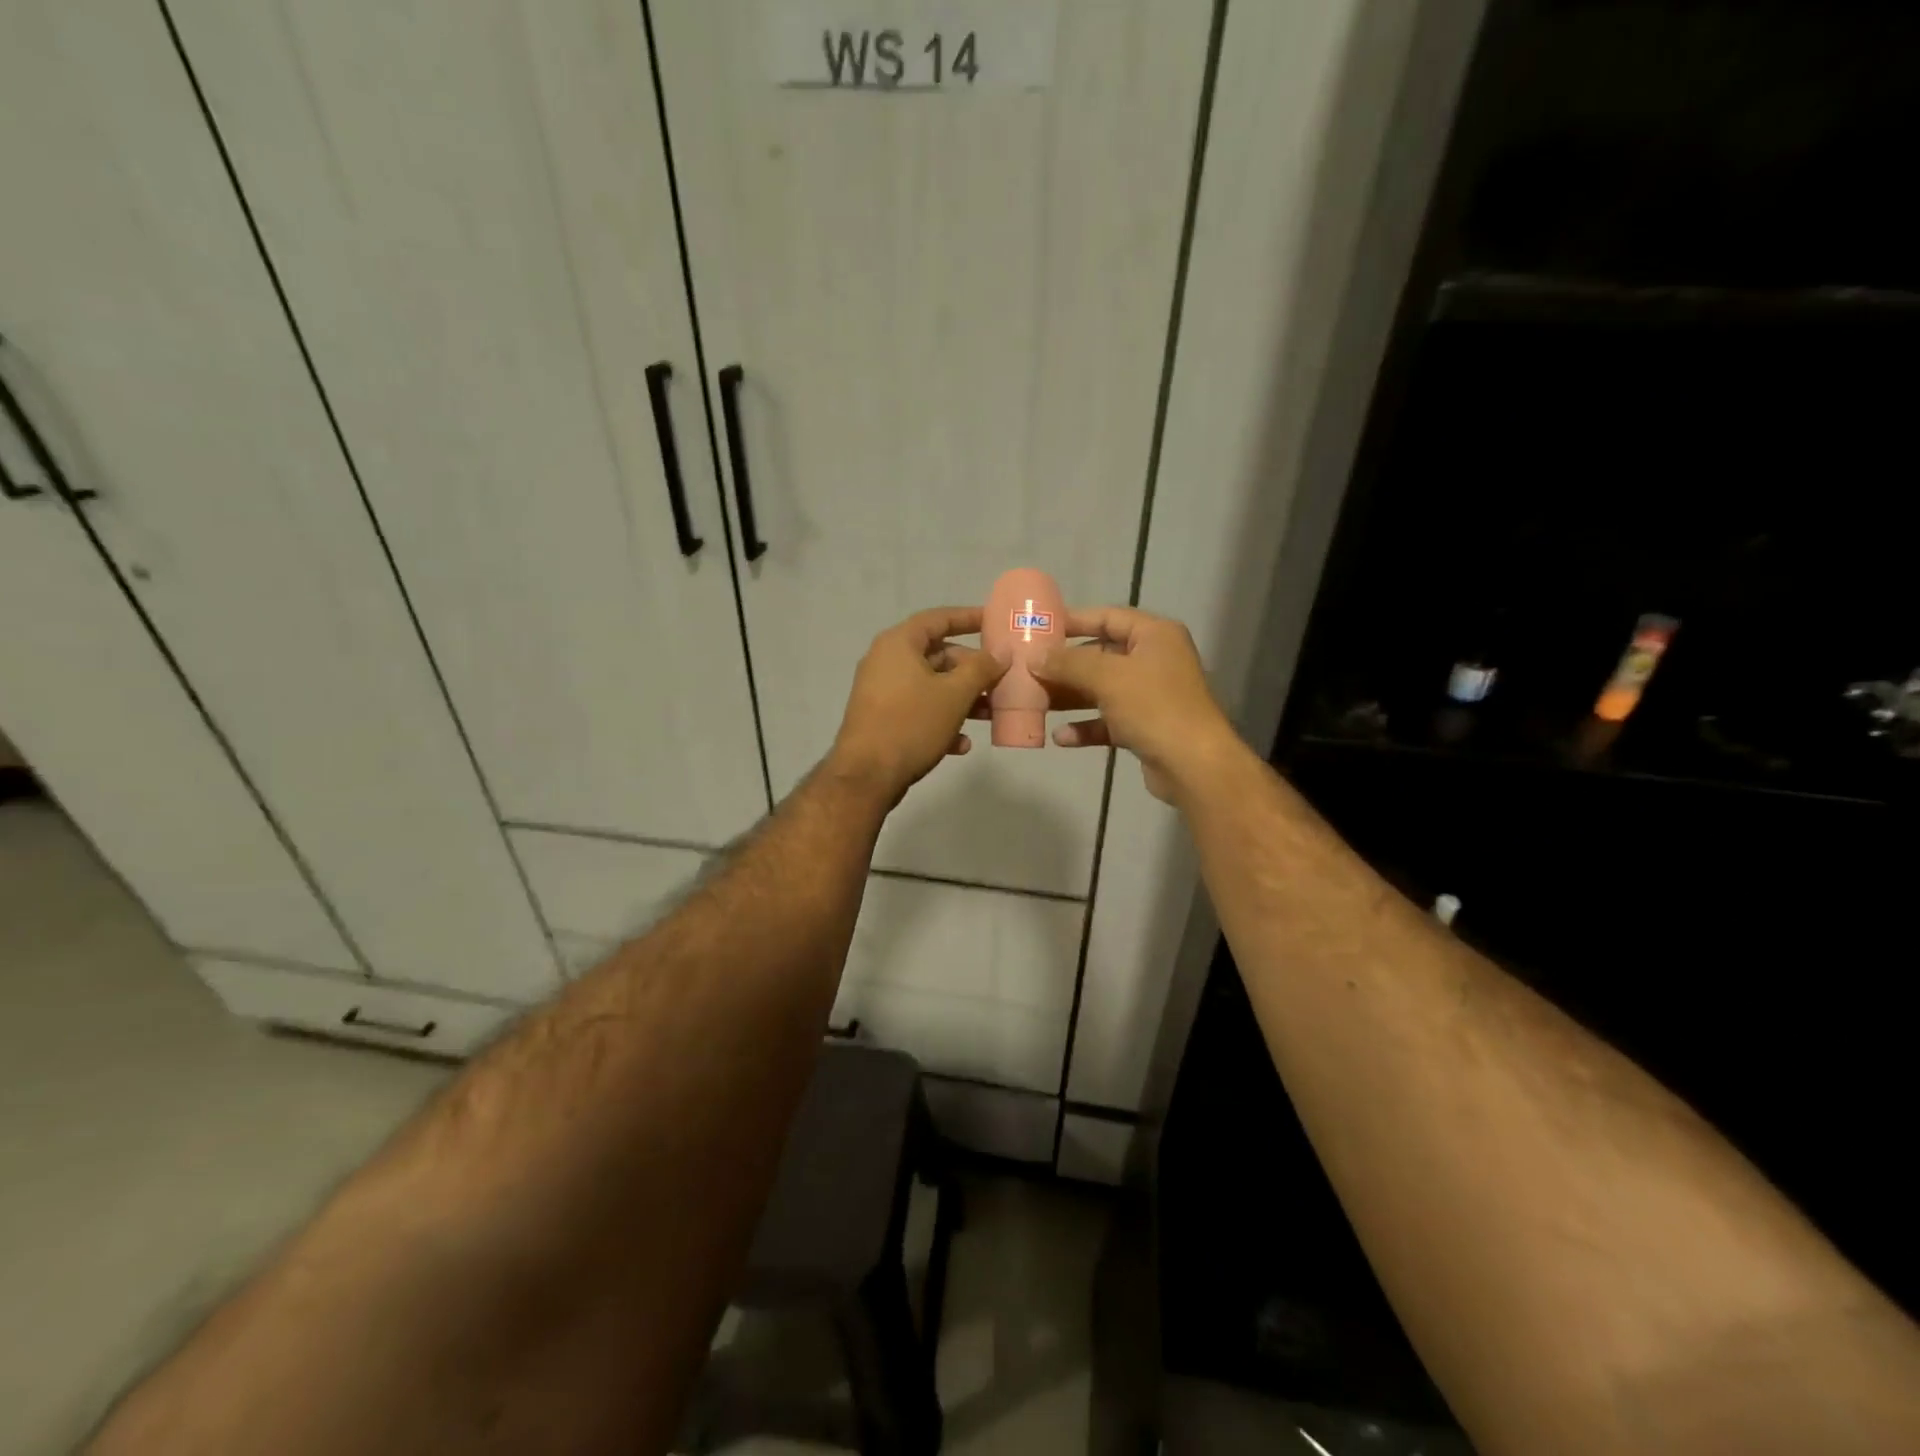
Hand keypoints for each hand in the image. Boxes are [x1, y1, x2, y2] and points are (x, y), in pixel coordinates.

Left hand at [827, 607, 1007, 806]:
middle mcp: (886, 661)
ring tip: (989, 714)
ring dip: (961, 698)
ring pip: (930, 686)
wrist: (867, 775)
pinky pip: (917, 710)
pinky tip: (961, 744)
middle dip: (971, 669)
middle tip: (999, 679)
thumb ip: (981, 669)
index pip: (938, 618)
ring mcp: (881, 692)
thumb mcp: (954, 694)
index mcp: (899, 644)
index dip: (968, 618)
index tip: (994, 621)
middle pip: (937, 655)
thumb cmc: (912, 724)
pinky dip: (941, 720)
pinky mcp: (881, 719)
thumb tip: (1001, 653)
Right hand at [1031, 607, 1243, 804]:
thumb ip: (1068, 663)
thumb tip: (1035, 657)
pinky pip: (1109, 720)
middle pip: (1102, 655)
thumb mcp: (1107, 677)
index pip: (1108, 617)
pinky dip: (1086, 726)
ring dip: (1071, 697)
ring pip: (1102, 690)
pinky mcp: (1146, 727)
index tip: (1040, 629)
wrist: (1193, 765)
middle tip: (1029, 669)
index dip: (1074, 621)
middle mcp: (1155, 660)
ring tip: (1036, 702)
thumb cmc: (1154, 707)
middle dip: (1066, 665)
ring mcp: (1152, 695)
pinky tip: (1061, 738)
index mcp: (1155, 635)